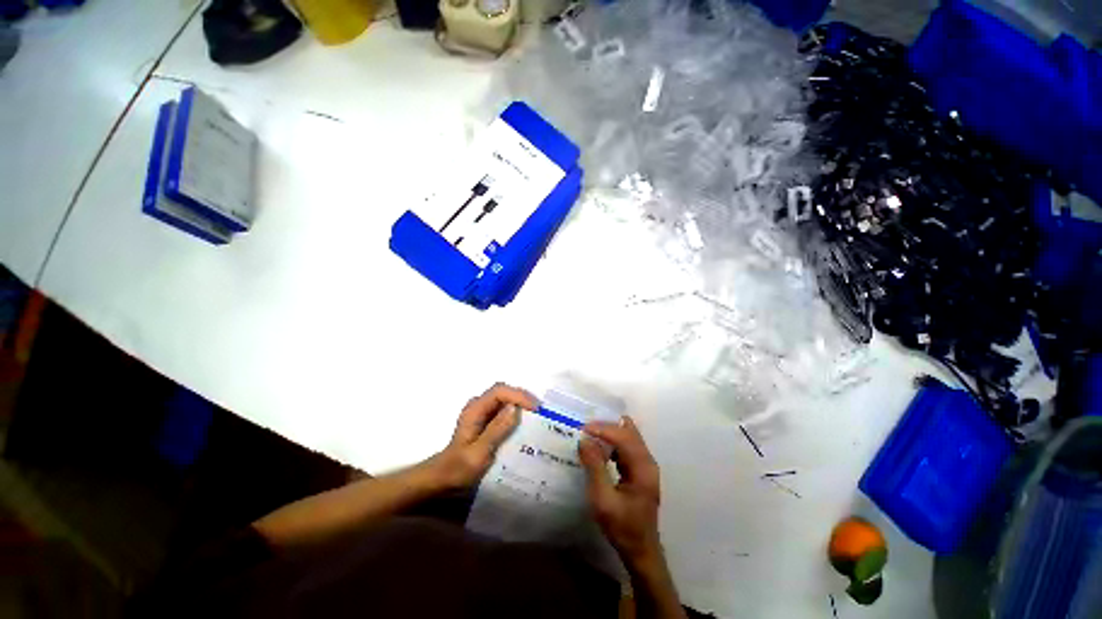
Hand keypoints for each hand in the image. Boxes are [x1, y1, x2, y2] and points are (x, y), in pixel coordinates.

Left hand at [427, 383, 537, 490]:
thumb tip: (515, 408)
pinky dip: (516, 413)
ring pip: (505, 400)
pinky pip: (503, 410)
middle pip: (503, 392)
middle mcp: (478, 406)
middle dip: (522, 398)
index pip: (499, 391)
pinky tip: (525, 425)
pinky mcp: (485, 421)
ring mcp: (481, 413)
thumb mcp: (478, 453)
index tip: (535, 407)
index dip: (518, 395)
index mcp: (475, 410)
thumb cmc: (459, 469)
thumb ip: (496, 429)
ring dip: (520, 405)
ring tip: (537, 417)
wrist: (443, 480)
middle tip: (539, 411)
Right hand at [578, 416, 662, 568]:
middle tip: (586, 427)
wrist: (641, 551)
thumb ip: (594, 467)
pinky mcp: (640, 471)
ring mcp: (645, 466)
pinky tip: (599, 448)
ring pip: (628, 437)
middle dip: (607, 426)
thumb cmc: (622, 527)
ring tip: (590, 434)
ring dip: (610, 433)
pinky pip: (626, 448)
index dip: (604, 429)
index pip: (624, 437)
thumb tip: (584, 440)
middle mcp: (647, 461)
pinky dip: (612, 443)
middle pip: (629, 432)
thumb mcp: (603, 500)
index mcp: (643, 467)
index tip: (584, 428)